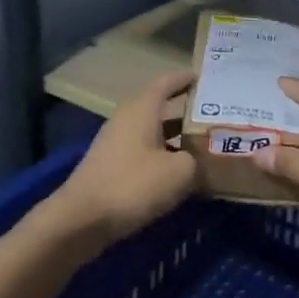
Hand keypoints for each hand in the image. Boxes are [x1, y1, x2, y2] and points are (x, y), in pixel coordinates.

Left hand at [50, 71, 196, 245]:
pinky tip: (181, 172)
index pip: (166, 82)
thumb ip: (197, 159)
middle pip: (161, 107)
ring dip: (177, 137)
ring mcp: (117, 143)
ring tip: (205, 144)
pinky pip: (144, 152)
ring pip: (153, 132)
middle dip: (187, 111)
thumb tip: (201, 159)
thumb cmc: (132, 185)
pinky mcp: (112, 166)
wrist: (81, 220)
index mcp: (142, 110)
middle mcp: (127, 119)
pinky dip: (164, 156)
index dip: (186, 78)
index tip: (207, 77)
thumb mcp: (179, 172)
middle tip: (216, 115)